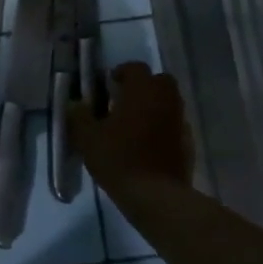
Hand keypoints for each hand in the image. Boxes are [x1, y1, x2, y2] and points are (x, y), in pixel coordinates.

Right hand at [68, 61, 192, 187]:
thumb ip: (79, 117)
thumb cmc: (119, 159)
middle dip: (143, 86)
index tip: (108, 86)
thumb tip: (74, 103)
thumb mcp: (88, 138)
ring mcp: (180, 121)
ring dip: (154, 106)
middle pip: (159, 81)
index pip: (136, 68)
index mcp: (142, 91)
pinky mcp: (188, 142)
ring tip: (134, 124)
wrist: (155, 195)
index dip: (121, 73)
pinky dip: (163, 127)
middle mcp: (166, 99)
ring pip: (169, 103)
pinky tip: (149, 144)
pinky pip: (174, 125)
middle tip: (124, 101)